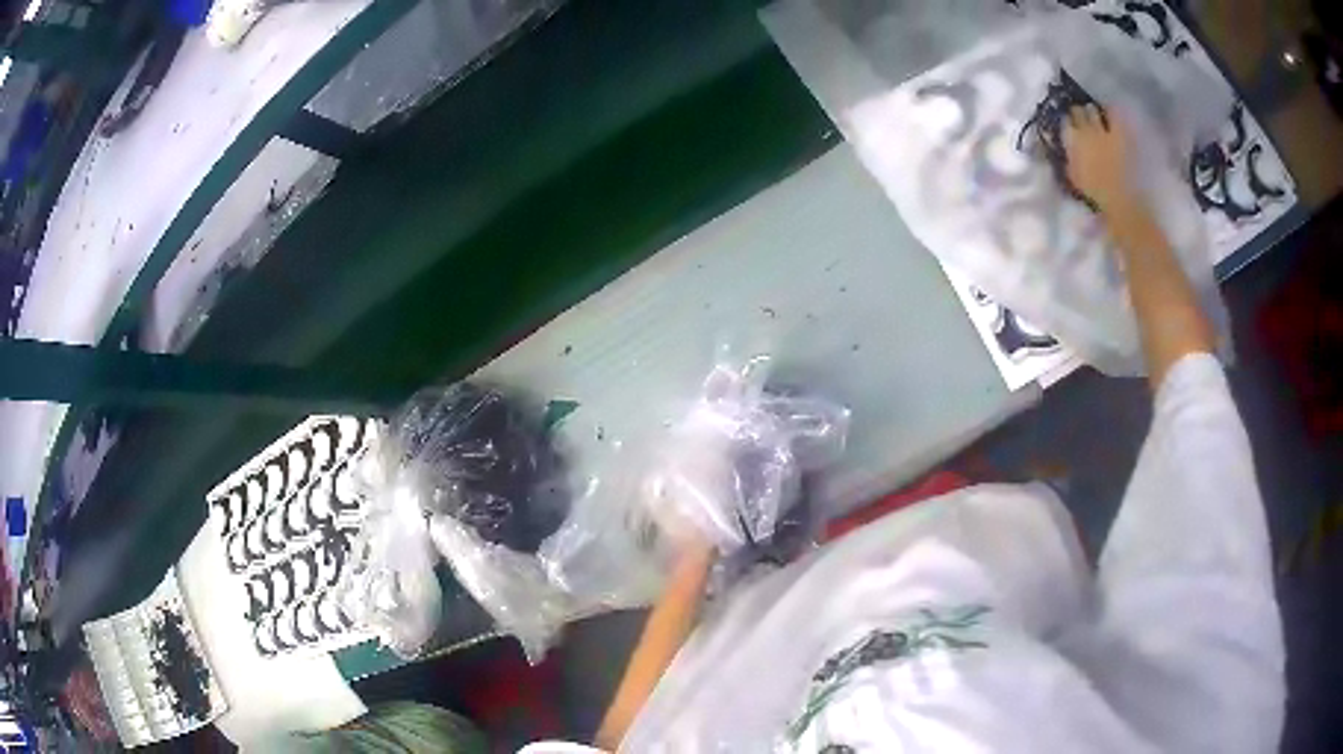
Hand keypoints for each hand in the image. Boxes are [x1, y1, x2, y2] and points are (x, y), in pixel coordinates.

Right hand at [1063, 105, 1137, 214]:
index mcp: (1072, 141)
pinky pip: (1114, 116)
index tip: (1067, 123)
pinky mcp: (1119, 134)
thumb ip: (1069, 158)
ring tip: (1094, 113)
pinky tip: (1111, 113)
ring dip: (1092, 111)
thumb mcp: (1074, 176)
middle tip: (1079, 114)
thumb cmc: (1094, 191)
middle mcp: (1085, 130)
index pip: (1064, 122)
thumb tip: (1067, 149)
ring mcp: (1103, 131)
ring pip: (1093, 111)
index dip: (1066, 121)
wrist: (1118, 197)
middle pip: (1077, 112)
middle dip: (1077, 111)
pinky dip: (1112, 113)